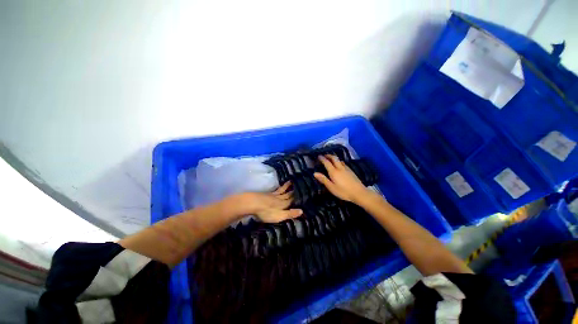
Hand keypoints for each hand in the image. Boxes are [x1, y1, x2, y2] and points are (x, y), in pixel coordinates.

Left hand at [238, 182, 302, 222]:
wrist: (253, 203)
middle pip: (287, 194)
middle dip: (293, 191)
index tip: (303, 192)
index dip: (297, 197)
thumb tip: (302, 211)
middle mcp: (279, 198)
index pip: (292, 200)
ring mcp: (272, 195)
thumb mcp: (280, 215)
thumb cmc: (267, 211)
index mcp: (283, 204)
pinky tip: (277, 188)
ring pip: (281, 190)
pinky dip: (278, 188)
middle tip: (298, 184)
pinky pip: (275, 190)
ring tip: (290, 181)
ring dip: (286, 186)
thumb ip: (290, 213)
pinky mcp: (266, 194)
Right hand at [314, 155, 370, 203]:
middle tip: (324, 155)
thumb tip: (315, 173)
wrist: (359, 193)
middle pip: (334, 158)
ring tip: (331, 159)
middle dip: (329, 155)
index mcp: (334, 172)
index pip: (327, 162)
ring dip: (334, 158)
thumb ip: (323, 180)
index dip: (322, 158)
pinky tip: (340, 165)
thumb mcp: (331, 187)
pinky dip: (339, 161)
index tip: (318, 156)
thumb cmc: (343, 191)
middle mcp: (340, 168)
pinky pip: (343, 163)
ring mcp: (346, 169)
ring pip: (339, 160)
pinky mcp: (351, 171)